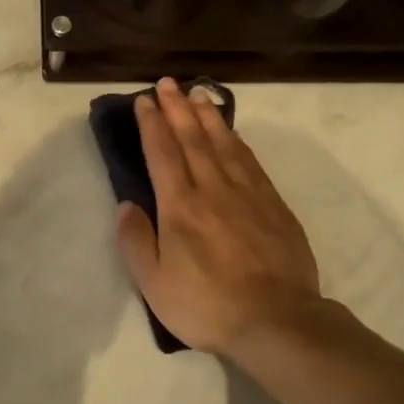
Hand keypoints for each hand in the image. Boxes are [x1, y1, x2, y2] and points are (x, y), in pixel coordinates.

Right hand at [116, 78, 321, 355]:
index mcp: (180, 206)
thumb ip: (136, 241)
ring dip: (209, 116)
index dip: (152, 123)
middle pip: (193, 138)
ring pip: (224, 144)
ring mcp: (248, 194)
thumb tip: (126, 204)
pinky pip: (251, 161)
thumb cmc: (207, 305)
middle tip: (168, 83)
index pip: (162, 153)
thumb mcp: (154, 284)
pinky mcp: (273, 205)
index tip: (144, 100)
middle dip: (177, 108)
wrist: (277, 320)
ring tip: (198, 94)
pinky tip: (232, 133)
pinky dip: (237, 141)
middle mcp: (213, 189)